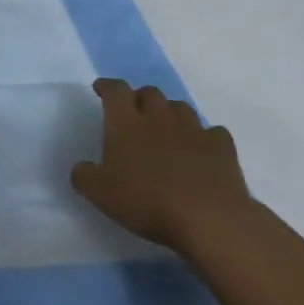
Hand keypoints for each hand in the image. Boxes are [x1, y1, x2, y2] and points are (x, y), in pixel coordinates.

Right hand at [70, 78, 252, 252]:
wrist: (208, 218)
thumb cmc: (147, 201)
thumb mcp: (100, 194)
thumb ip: (84, 176)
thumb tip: (81, 168)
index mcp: (126, 123)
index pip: (115, 90)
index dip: (107, 86)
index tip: (101, 89)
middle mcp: (159, 118)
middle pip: (150, 93)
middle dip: (140, 98)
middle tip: (135, 112)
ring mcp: (193, 130)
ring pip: (180, 108)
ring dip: (170, 113)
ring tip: (166, 128)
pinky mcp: (222, 148)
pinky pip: (212, 132)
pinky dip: (204, 137)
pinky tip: (201, 149)